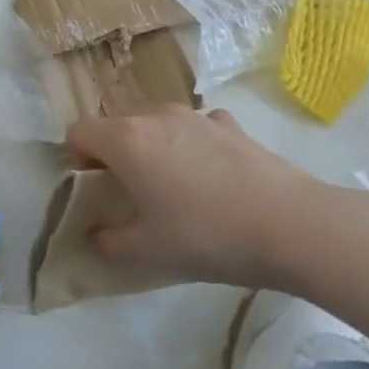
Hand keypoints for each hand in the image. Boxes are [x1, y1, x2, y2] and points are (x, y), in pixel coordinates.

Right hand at [66, 105, 343, 291]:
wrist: (291, 225)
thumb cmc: (207, 235)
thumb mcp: (148, 252)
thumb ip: (109, 243)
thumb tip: (96, 236)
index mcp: (127, 140)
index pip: (79, 131)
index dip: (77, 158)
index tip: (94, 187)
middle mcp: (156, 116)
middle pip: (117, 123)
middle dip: (114, 151)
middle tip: (131, 190)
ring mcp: (197, 116)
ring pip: (157, 122)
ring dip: (153, 145)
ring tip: (174, 184)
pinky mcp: (232, 125)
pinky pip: (196, 126)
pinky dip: (193, 143)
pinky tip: (212, 175)